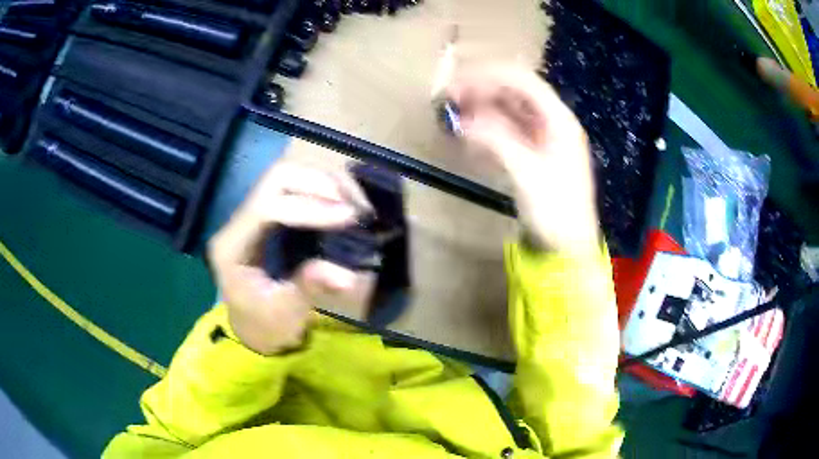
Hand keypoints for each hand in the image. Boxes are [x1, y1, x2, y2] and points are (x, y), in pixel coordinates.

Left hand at [208, 163, 371, 354]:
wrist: (253, 329)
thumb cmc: (264, 326)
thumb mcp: (285, 315)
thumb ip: (308, 289)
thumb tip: (348, 276)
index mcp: (231, 247)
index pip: (266, 208)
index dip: (308, 207)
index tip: (347, 218)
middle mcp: (238, 222)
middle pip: (275, 179)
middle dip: (317, 184)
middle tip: (351, 206)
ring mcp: (251, 214)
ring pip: (286, 176)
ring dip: (323, 182)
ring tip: (353, 202)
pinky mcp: (267, 215)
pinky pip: (294, 188)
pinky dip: (321, 189)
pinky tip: (342, 202)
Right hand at [447, 65, 599, 255]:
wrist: (567, 248)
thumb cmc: (555, 211)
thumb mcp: (527, 174)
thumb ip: (495, 140)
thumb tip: (461, 121)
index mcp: (559, 120)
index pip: (522, 80)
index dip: (488, 76)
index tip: (456, 84)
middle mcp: (552, 122)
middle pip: (514, 92)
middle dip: (481, 91)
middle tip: (449, 99)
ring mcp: (543, 138)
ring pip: (509, 111)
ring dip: (481, 108)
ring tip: (453, 114)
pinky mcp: (533, 154)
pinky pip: (507, 131)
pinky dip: (486, 129)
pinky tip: (468, 134)